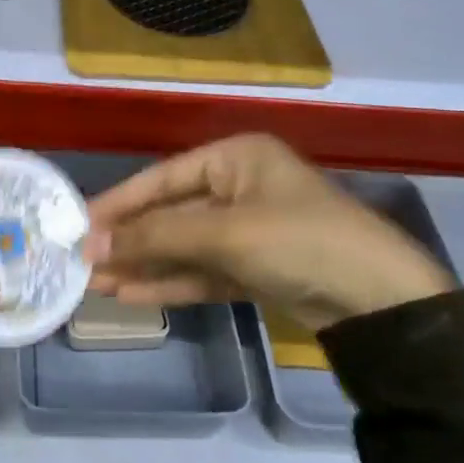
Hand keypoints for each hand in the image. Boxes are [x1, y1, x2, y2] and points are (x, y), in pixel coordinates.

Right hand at [82, 135, 453, 331]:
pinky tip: (133, 294)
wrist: (383, 304)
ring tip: (96, 283)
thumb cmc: (300, 242)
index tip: (80, 224)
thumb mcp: (224, 234)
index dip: (120, 202)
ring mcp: (250, 231)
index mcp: (237, 158)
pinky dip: (172, 282)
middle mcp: (240, 187)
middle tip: (82, 261)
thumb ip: (156, 238)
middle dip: (130, 239)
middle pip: (171, 213)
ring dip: (145, 264)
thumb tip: (91, 245)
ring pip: (185, 246)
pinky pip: (205, 271)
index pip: (164, 177)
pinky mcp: (257, 269)